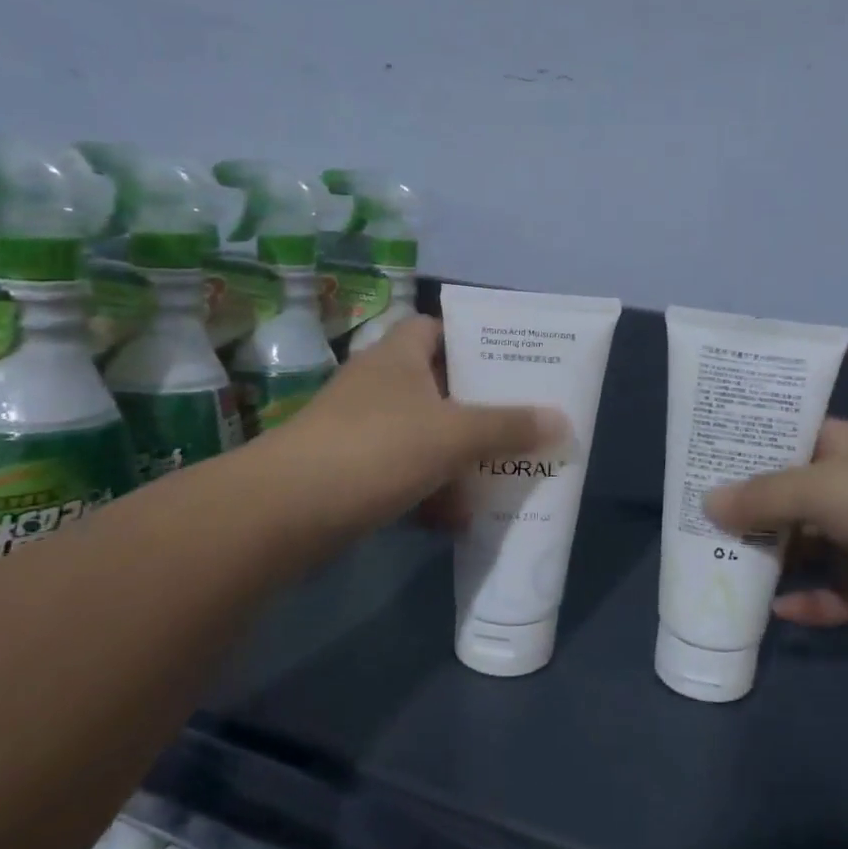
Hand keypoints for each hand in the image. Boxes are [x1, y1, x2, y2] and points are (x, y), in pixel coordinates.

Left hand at [270, 316, 566, 534]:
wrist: (285, 512)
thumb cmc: (376, 449)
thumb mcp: (454, 434)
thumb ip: (509, 426)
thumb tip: (562, 421)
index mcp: (397, 356)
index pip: (436, 327)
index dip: (472, 338)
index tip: (509, 362)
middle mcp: (377, 385)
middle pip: (438, 386)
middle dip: (478, 409)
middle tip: (520, 423)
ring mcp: (360, 429)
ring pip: (424, 435)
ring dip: (458, 458)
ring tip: (499, 478)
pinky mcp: (350, 472)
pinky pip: (404, 474)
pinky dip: (429, 493)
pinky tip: (454, 521)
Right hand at [704, 420, 847, 647]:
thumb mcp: (823, 489)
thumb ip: (762, 497)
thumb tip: (706, 502)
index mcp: (842, 447)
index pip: (783, 440)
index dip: (742, 451)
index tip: (698, 467)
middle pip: (787, 498)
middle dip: (747, 514)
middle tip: (694, 529)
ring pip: (806, 548)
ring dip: (771, 562)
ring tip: (719, 572)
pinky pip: (834, 591)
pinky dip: (808, 602)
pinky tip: (776, 613)